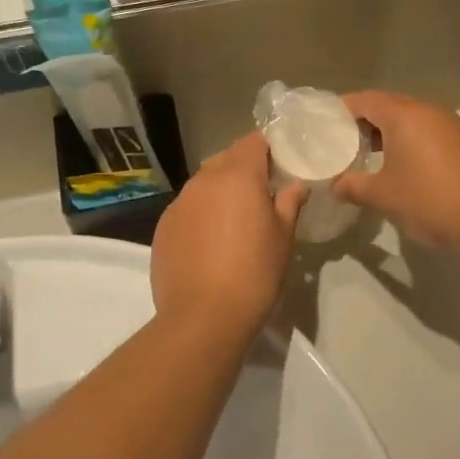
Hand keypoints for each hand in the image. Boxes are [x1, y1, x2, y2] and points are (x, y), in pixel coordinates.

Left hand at [151, 133, 306, 338]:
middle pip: (226, 159)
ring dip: (220, 191)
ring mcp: (179, 203)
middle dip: (243, 168)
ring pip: (203, 183)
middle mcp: (204, 181)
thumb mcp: (283, 238)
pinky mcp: (162, 227)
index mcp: (238, 176)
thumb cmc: (254, 273)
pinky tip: (210, 242)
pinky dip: (201, 214)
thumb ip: (289, 203)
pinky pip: (187, 208)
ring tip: (235, 219)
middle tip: (262, 192)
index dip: (268, 148)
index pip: (253, 142)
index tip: (280, 164)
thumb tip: (297, 185)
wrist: (203, 317)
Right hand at [333, 92, 459, 251]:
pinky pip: (431, 134)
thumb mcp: (384, 196)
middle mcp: (429, 112)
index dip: (344, 109)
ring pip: (413, 121)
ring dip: (391, 134)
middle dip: (366, 122)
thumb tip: (336, 185)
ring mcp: (452, 126)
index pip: (366, 100)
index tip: (327, 123)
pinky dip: (413, 144)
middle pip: (390, 107)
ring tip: (373, 158)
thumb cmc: (430, 199)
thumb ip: (354, 186)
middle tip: (346, 143)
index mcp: (404, 115)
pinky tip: (407, 169)